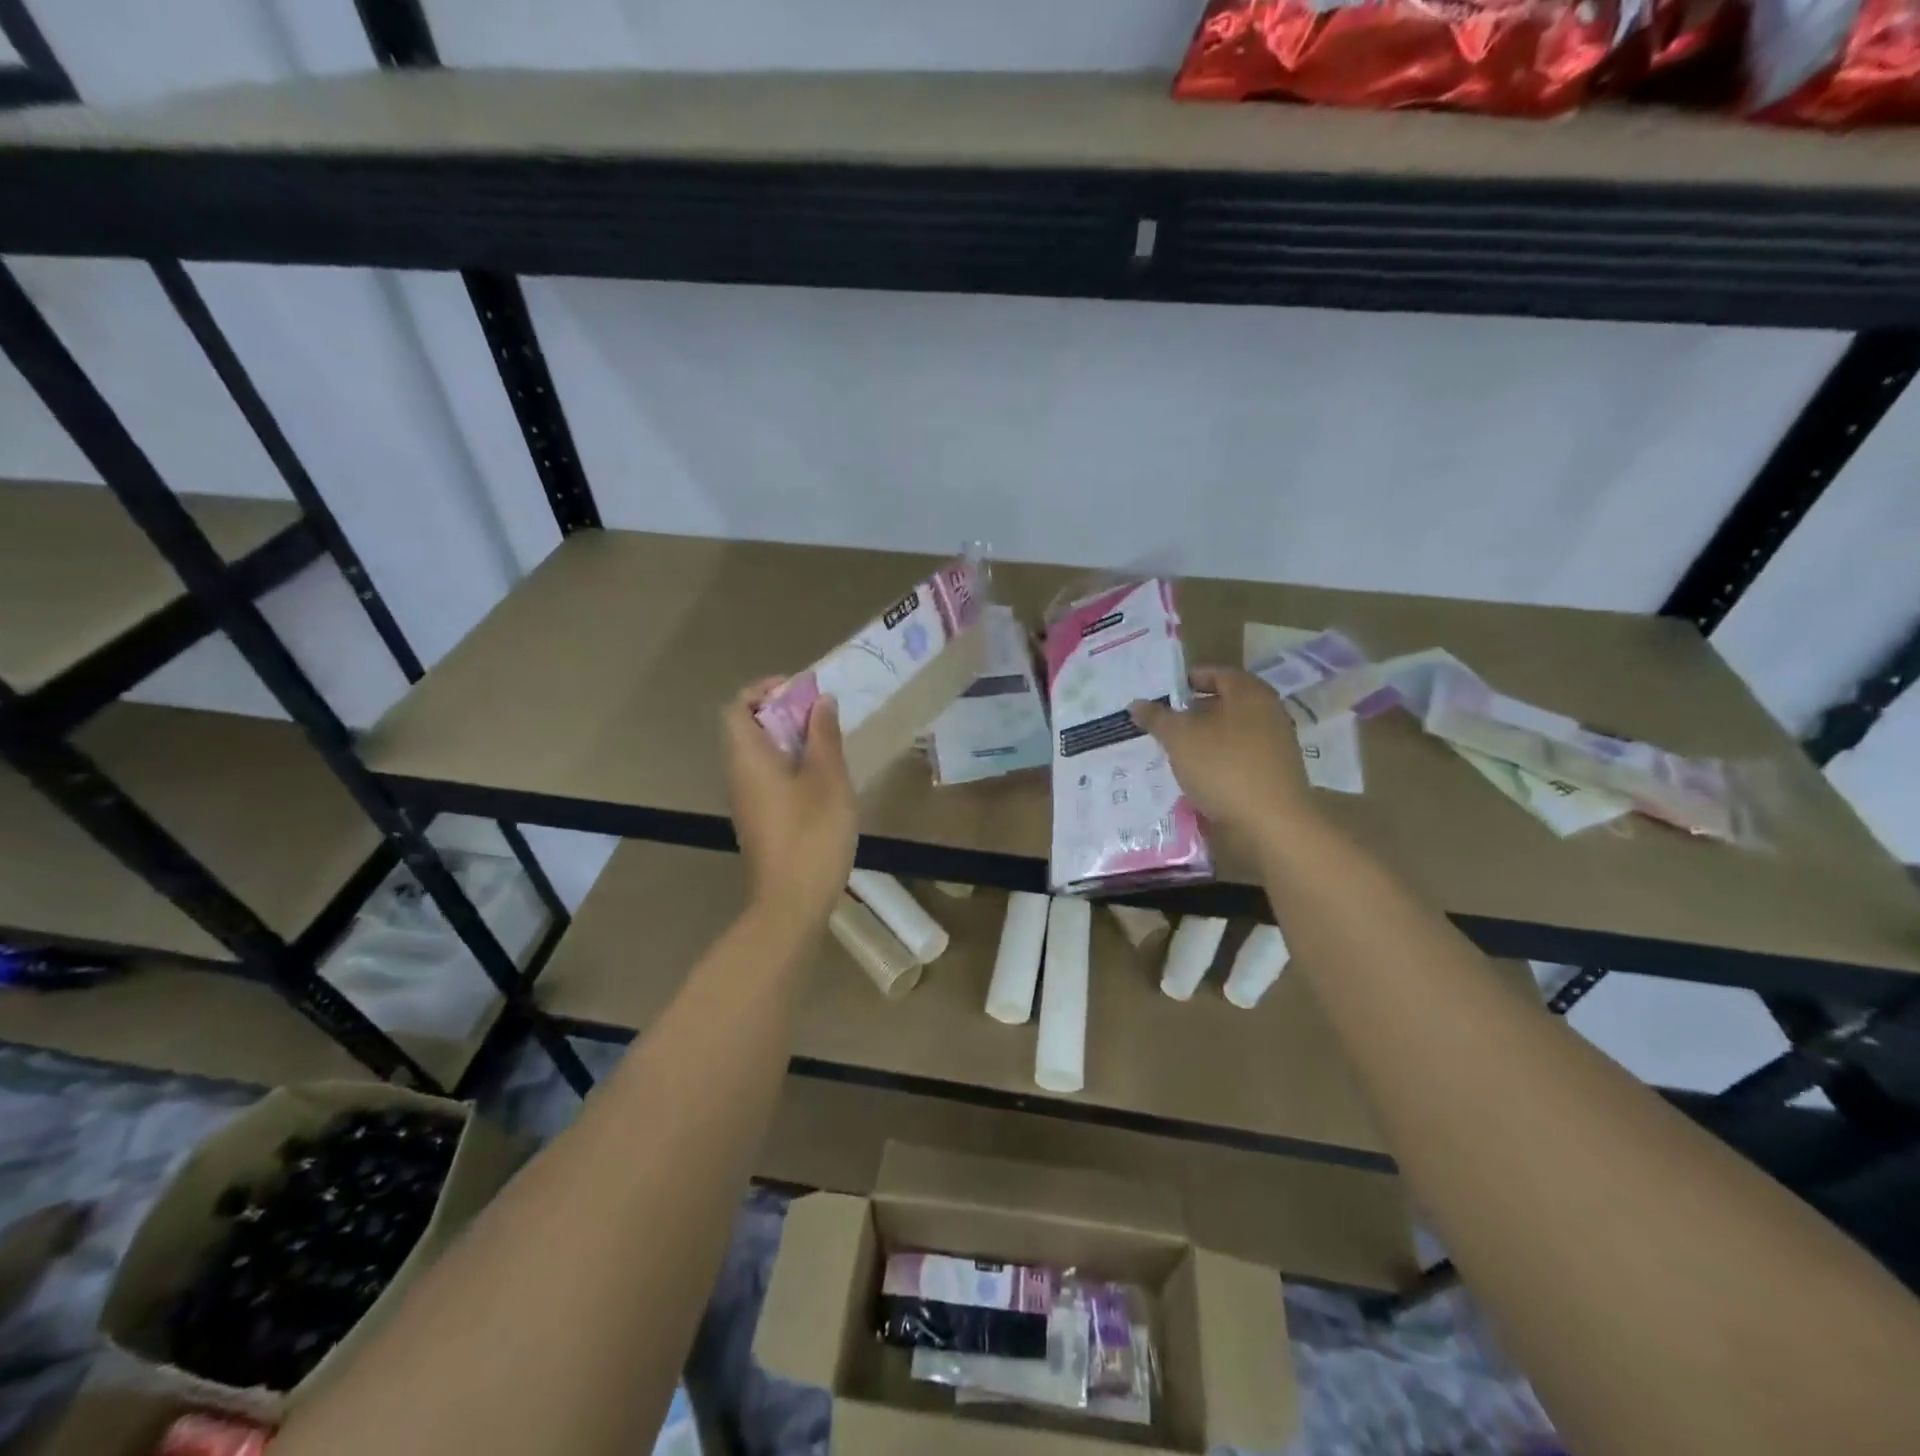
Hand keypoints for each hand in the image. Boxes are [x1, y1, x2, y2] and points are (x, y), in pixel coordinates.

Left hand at [722, 679, 857, 930]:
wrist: (791, 902)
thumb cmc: (812, 834)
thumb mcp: (828, 779)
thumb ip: (824, 736)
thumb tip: (820, 701)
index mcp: (748, 757)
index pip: (738, 706)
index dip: (766, 690)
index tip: (802, 692)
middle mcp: (738, 774)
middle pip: (748, 727)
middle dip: (784, 713)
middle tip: (823, 717)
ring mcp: (747, 799)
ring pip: (760, 754)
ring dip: (790, 740)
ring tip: (828, 744)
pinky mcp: (759, 819)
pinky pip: (768, 776)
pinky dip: (790, 765)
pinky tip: (823, 779)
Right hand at [1131, 667, 1316, 849]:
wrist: (1271, 822)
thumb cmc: (1224, 766)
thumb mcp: (1180, 738)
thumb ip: (1157, 718)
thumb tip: (1137, 704)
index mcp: (1249, 693)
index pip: (1216, 673)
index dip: (1188, 680)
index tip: (1162, 693)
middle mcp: (1268, 713)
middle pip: (1225, 704)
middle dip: (1192, 712)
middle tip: (1162, 723)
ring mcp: (1274, 745)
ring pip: (1230, 733)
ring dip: (1203, 740)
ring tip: (1173, 751)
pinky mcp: (1273, 774)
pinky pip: (1237, 758)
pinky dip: (1216, 761)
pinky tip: (1195, 775)